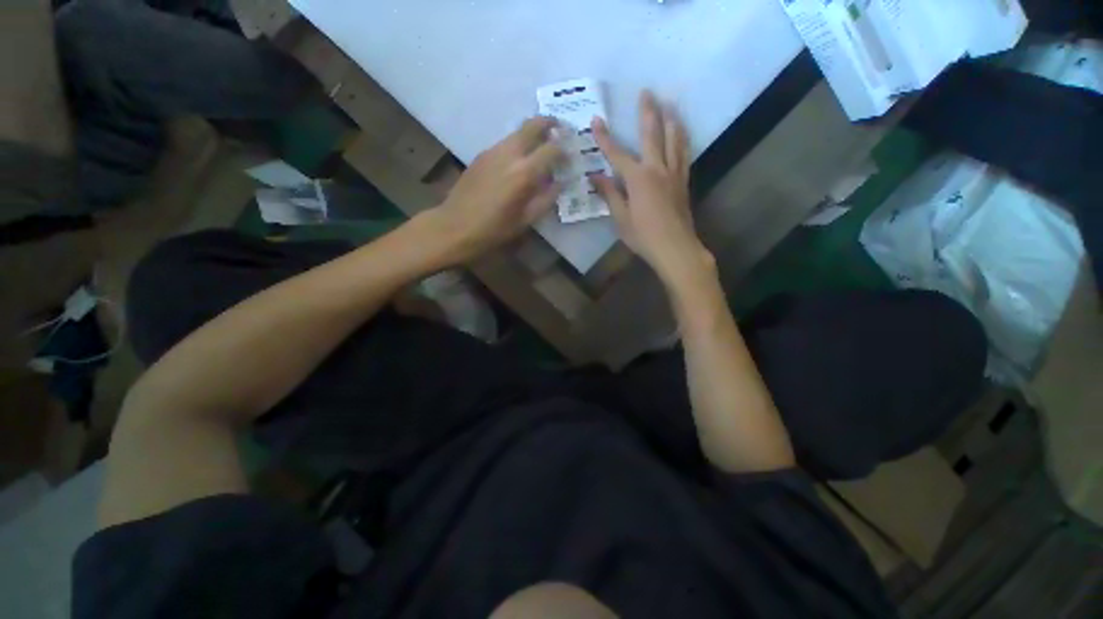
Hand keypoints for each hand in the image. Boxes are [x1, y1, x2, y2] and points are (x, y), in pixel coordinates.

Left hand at [432, 117, 562, 260]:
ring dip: (533, 132)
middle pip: (533, 125)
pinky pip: (505, 142)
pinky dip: (518, 144)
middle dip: (550, 123)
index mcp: (524, 173)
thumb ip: (546, 199)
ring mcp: (493, 151)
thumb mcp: (525, 220)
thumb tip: (559, 183)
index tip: (571, 154)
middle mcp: (509, 154)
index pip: (552, 149)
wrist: (455, 225)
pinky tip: (519, 160)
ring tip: (541, 145)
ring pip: (517, 131)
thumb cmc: (493, 229)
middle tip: (560, 129)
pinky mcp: (481, 155)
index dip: (565, 149)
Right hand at [591, 91, 711, 281]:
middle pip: (653, 134)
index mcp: (638, 179)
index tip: (597, 120)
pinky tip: (682, 133)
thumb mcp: (620, 218)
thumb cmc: (643, 236)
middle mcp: (657, 169)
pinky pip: (684, 154)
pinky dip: (682, 139)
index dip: (605, 137)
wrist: (675, 247)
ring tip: (670, 103)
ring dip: (671, 119)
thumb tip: (595, 176)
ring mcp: (674, 174)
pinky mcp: (683, 182)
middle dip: (647, 112)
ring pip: (674, 139)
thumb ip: (610, 194)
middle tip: (647, 91)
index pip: (617, 153)